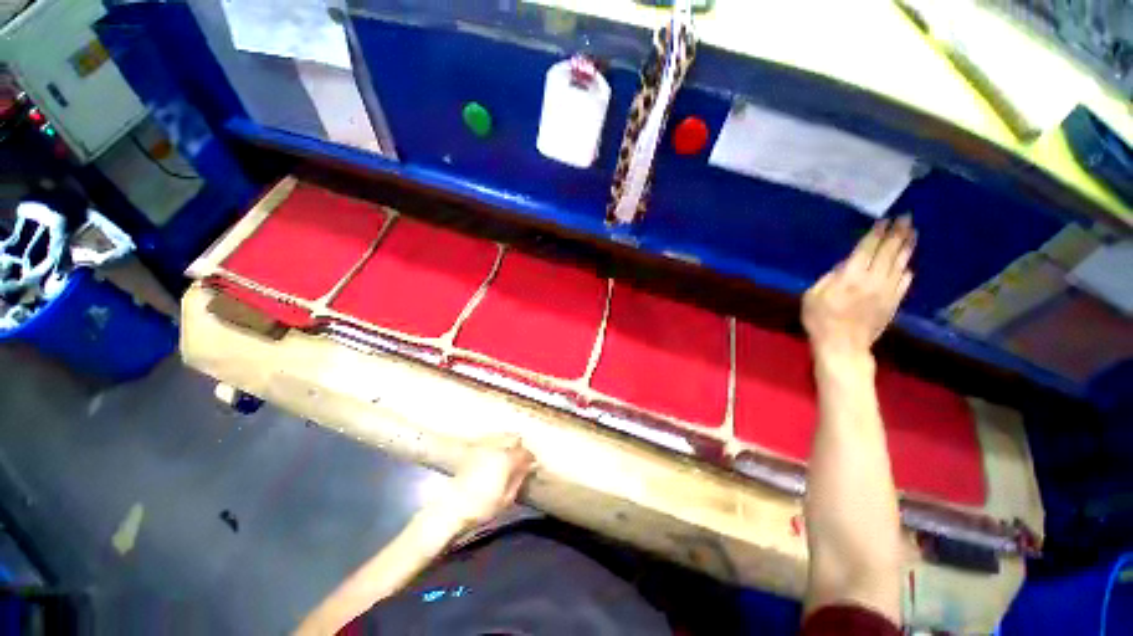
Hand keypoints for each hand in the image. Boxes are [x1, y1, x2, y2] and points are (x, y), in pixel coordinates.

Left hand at [441, 434, 535, 530]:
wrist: (452, 507)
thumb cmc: (482, 507)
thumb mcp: (506, 498)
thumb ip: (518, 479)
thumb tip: (527, 468)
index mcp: (506, 459)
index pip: (524, 452)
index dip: (530, 458)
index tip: (532, 464)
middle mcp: (496, 448)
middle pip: (514, 438)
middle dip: (520, 446)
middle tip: (522, 458)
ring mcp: (483, 447)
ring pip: (502, 436)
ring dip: (509, 442)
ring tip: (510, 454)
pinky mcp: (473, 450)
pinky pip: (490, 439)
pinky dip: (497, 442)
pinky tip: (496, 452)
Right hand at [802, 216, 915, 360]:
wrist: (843, 345)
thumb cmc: (820, 319)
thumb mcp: (812, 296)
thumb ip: (828, 278)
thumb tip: (845, 265)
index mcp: (850, 276)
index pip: (867, 249)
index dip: (876, 234)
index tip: (884, 220)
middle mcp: (873, 279)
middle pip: (889, 252)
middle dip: (897, 233)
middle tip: (906, 218)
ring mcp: (887, 291)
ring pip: (900, 264)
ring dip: (907, 247)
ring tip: (912, 233)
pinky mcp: (894, 303)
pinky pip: (904, 282)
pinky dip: (906, 270)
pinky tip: (907, 265)